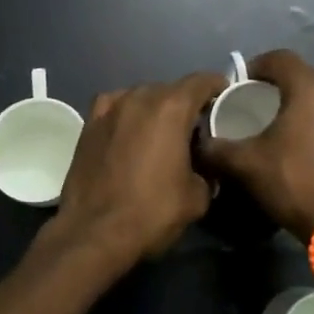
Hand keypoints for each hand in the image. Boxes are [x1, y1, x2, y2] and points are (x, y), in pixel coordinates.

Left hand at [42, 71, 227, 272]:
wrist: (93, 232)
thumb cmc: (152, 211)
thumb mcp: (197, 197)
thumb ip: (207, 170)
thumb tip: (203, 166)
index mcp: (171, 107)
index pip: (202, 81)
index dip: (217, 87)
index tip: (224, 99)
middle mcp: (140, 97)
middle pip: (171, 90)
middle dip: (185, 104)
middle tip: (195, 128)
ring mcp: (110, 108)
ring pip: (142, 97)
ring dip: (155, 109)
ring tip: (161, 133)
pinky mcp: (89, 123)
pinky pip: (116, 107)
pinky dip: (127, 115)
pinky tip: (129, 132)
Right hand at [198, 50, 313, 238]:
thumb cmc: (291, 179)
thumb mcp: (244, 163)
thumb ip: (216, 148)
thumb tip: (199, 143)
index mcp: (307, 88)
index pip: (279, 57)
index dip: (254, 65)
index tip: (236, 85)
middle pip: (297, 73)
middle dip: (271, 82)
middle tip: (247, 101)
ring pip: (312, 93)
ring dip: (289, 99)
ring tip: (265, 120)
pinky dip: (304, 115)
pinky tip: (287, 139)